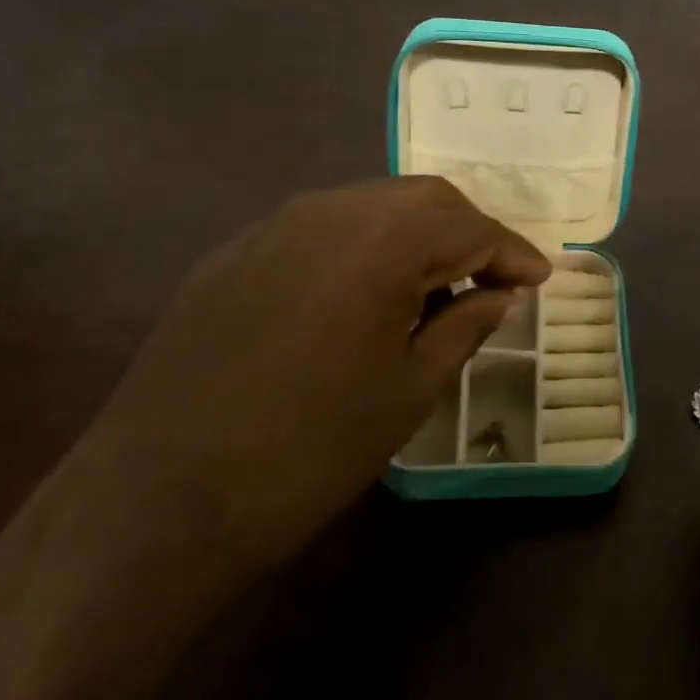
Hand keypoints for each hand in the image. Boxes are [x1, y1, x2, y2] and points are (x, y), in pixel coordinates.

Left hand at [64, 177, 549, 583]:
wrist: (157, 500)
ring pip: (372, 205)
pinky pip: (323, 228)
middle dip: (469, 232)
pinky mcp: (237, 251)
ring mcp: (276, 225)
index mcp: (381, 239)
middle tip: (494, 277)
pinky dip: (364, 245)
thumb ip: (466, 326)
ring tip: (436, 285)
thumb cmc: (308, 450)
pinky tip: (364, 292)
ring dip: (417, 234)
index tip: (541, 278)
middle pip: (424, 199)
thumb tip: (500, 294)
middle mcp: (331, 209)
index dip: (513, 252)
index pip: (470, 227)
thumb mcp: (409, 391)